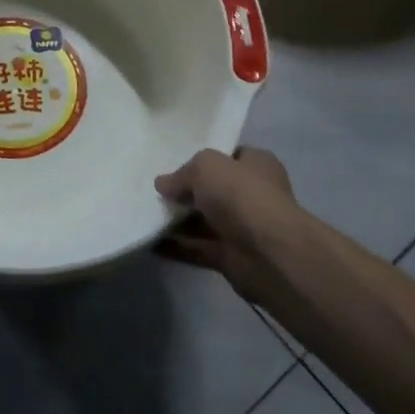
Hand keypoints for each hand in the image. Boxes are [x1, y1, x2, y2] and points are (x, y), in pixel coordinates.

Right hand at [155, 148, 301, 301]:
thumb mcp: (205, 166)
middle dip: (186, 191)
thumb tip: (163, 184)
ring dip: (177, 221)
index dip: (203, 158)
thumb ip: (182, 173)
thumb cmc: (241, 195)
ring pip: (203, 221)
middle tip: (154, 190)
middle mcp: (253, 194)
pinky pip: (198, 249)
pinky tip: (151, 242)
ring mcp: (243, 228)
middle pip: (213, 190)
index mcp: (257, 165)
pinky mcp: (232, 257)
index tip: (174, 161)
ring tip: (145, 214)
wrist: (269, 254)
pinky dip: (177, 247)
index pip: (229, 156)